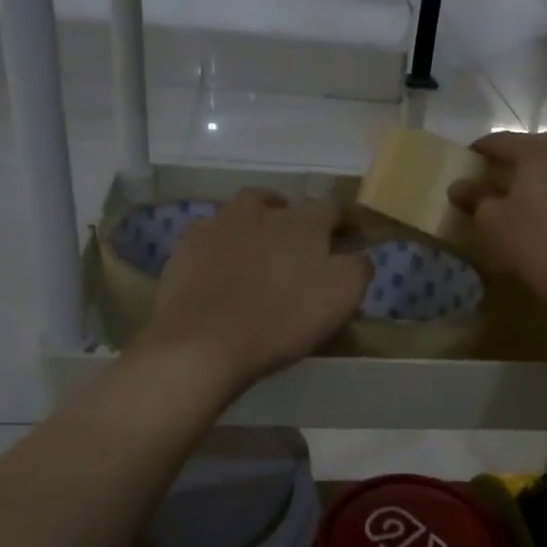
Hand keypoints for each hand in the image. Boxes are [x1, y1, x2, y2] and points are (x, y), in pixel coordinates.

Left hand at [134, 191, 371, 391]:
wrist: (204, 341)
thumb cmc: (282, 319)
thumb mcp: (342, 297)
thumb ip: (358, 268)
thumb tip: (359, 253)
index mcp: (304, 222)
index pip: (332, 209)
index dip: (341, 223)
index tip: (345, 241)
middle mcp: (261, 210)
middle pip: (282, 204)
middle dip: (292, 220)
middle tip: (296, 249)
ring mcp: (219, 223)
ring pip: (243, 213)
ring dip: (254, 226)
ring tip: (256, 253)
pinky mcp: (187, 244)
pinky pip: (210, 235)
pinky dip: (220, 245)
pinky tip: (219, 267)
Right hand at [449, 132, 546, 306]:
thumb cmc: (534, 241)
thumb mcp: (492, 221)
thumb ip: (475, 198)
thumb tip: (459, 186)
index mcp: (539, 149)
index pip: (502, 140)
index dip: (481, 149)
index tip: (468, 159)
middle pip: (535, 149)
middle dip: (514, 161)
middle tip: (496, 178)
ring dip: (541, 176)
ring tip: (524, 195)